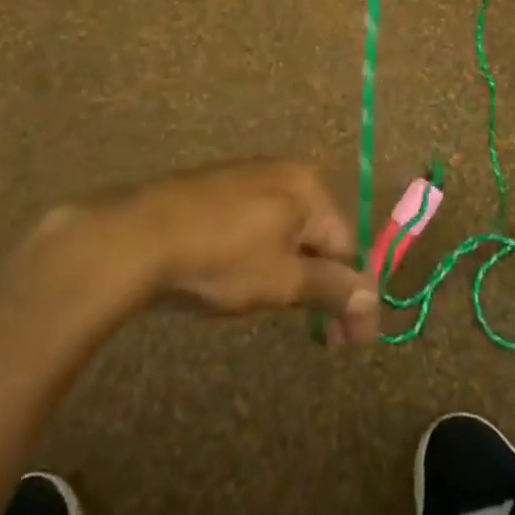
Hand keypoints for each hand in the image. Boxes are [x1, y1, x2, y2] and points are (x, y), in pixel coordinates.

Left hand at [43, 159, 379, 344]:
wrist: (139, 235)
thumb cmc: (223, 257)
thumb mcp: (284, 280)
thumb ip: (332, 288)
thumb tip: (375, 301)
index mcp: (308, 187)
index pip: (347, 245)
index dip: (352, 296)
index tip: (351, 342)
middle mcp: (284, 172)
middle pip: (318, 235)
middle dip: (324, 285)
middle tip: (324, 337)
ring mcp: (247, 176)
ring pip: (286, 231)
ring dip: (294, 272)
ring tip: (279, 308)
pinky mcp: (216, 188)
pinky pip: (255, 223)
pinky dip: (262, 254)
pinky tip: (242, 278)